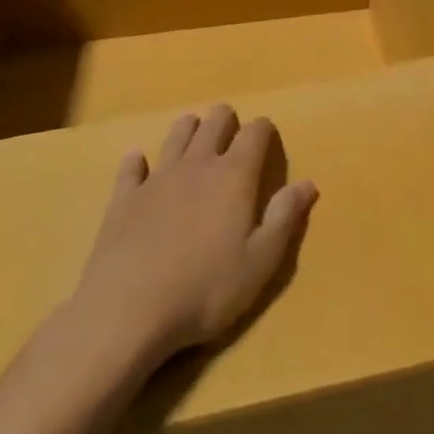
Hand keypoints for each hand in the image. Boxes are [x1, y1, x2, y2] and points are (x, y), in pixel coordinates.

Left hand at [63, 105, 316, 384]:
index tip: (268, 140)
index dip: (264, 130)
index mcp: (235, 175)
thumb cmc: (204, 290)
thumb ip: (285, 218)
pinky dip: (137, 162)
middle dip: (227, 121)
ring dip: (188, 130)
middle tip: (232, 135)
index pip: (256, 132)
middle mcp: (198, 164)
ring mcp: (158, 178)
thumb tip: (309, 183)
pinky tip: (138, 165)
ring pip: (177, 134)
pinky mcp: (124, 198)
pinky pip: (131, 168)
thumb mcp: (260, 262)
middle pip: (215, 121)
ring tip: (194, 139)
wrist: (126, 313)